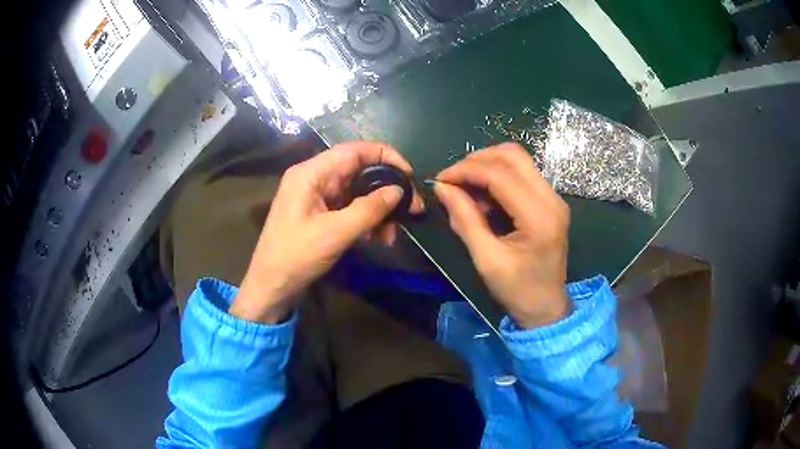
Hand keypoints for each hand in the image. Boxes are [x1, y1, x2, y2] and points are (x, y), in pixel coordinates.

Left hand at [230, 141, 422, 323]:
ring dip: (378, 210)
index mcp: (311, 173)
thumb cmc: (295, 257)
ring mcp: (316, 197)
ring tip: (393, 234)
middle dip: (386, 188)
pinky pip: (349, 209)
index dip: (385, 156)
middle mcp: (314, 178)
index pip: (354, 150)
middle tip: (411, 208)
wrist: (271, 287)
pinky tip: (378, 238)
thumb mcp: (335, 233)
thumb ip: (368, 210)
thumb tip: (398, 191)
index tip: (409, 174)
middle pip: (358, 171)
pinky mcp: (320, 214)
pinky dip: (366, 220)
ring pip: (356, 192)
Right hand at [434, 143, 570, 328]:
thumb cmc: (517, 291)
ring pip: (518, 159)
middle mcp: (551, 199)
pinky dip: (498, 175)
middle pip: (513, 155)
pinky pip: (522, 173)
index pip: (500, 174)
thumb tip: (442, 188)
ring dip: (487, 164)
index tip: (440, 180)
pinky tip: (483, 193)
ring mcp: (554, 198)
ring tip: (465, 185)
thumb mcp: (486, 260)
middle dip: (477, 160)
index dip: (466, 170)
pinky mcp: (550, 201)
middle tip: (452, 179)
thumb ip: (465, 220)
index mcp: (539, 217)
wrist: (546, 307)